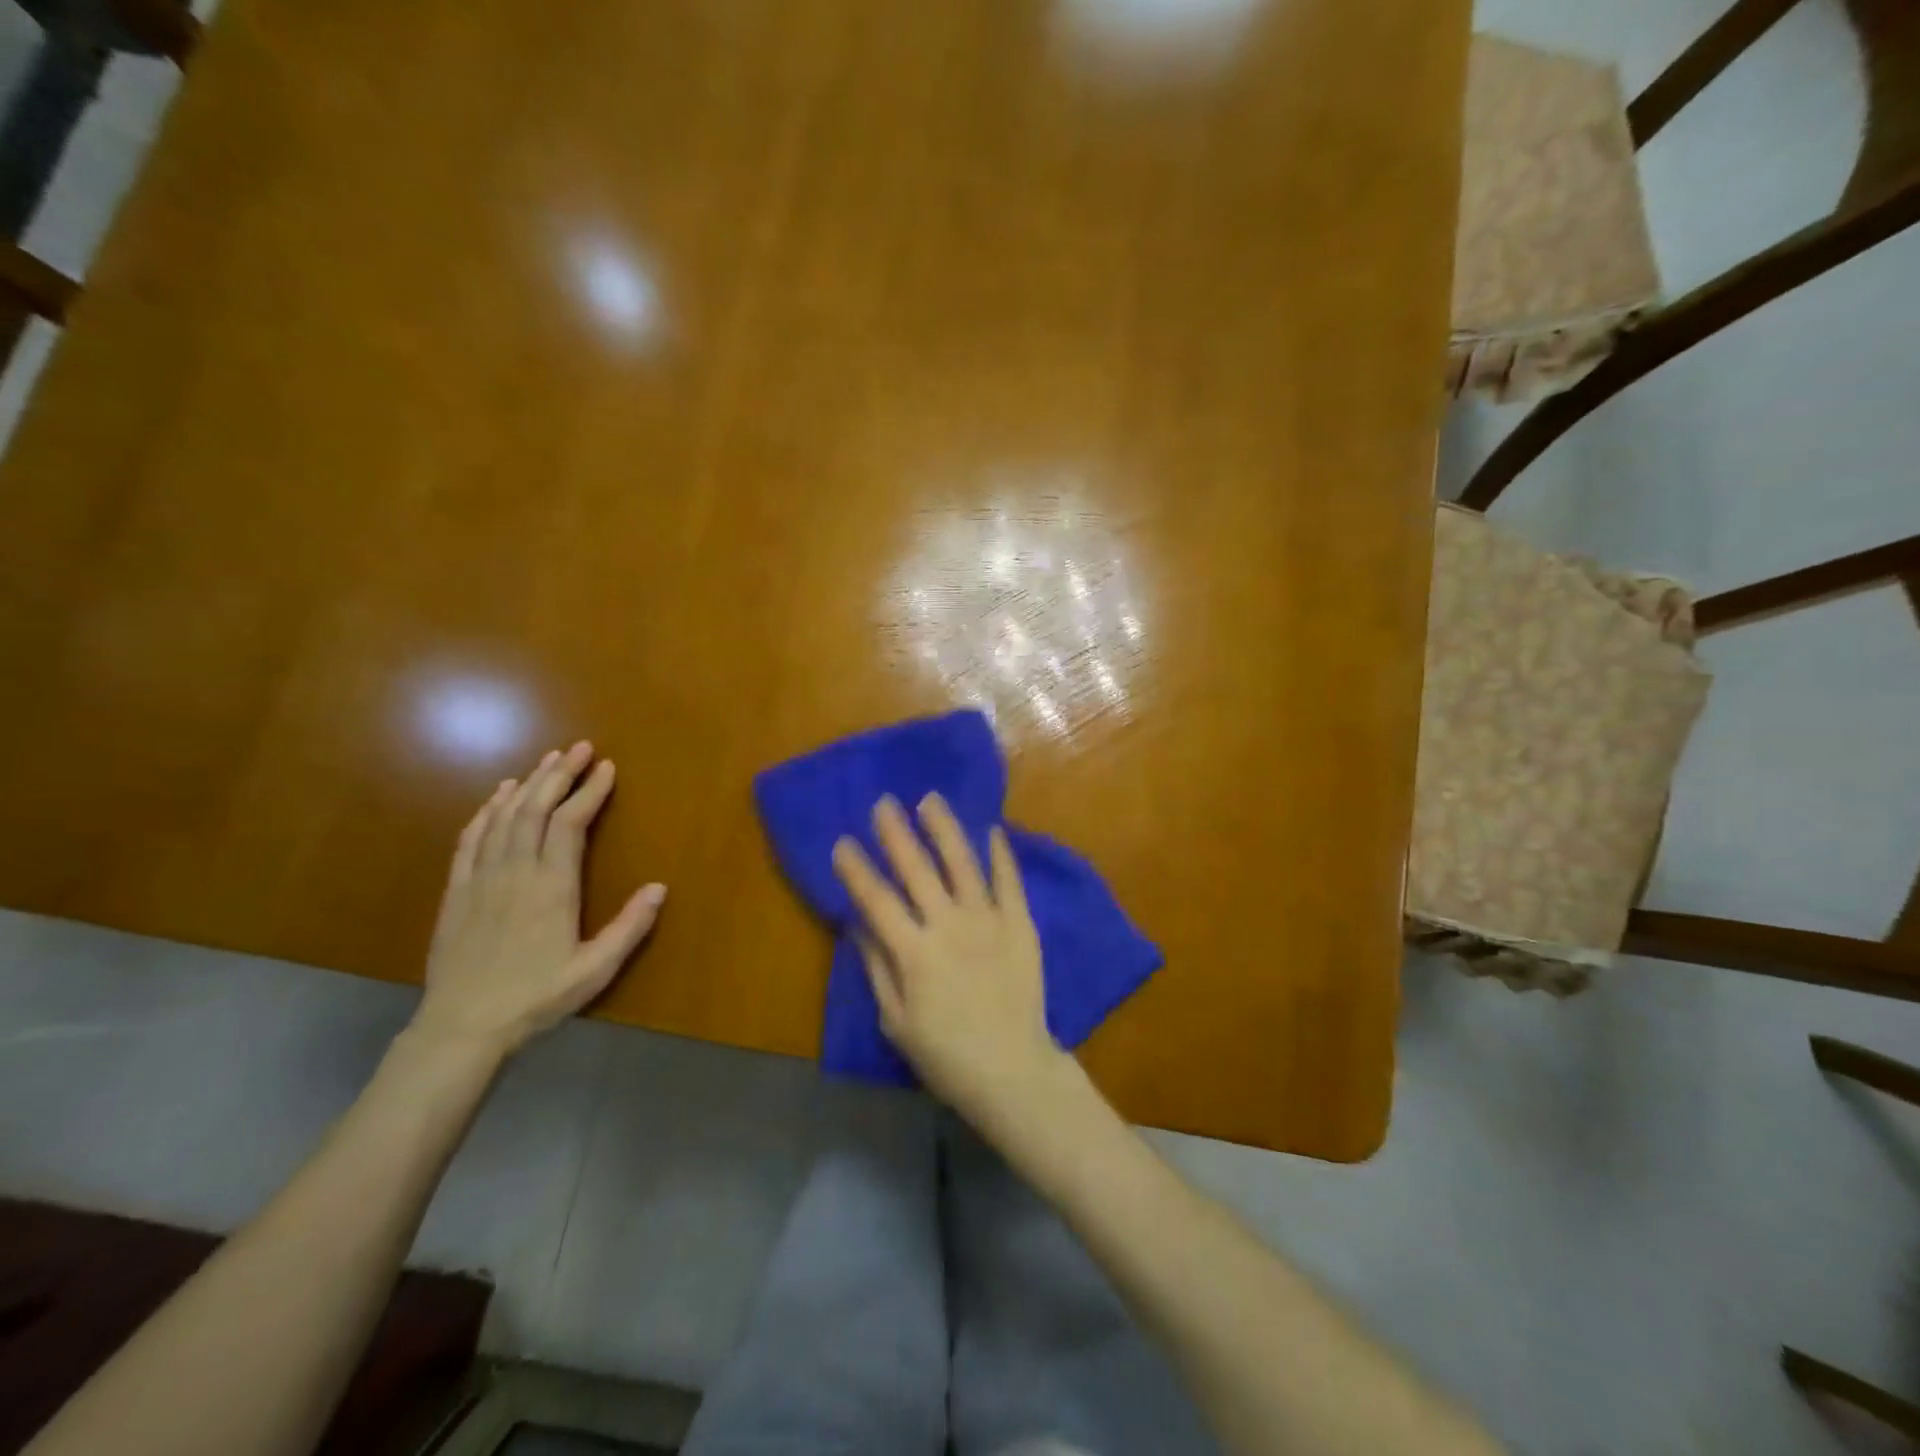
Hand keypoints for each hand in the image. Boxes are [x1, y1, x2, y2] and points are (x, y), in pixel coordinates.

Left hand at [414, 742, 665, 1057]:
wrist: (462, 1027)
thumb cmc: (536, 998)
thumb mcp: (595, 970)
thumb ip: (629, 927)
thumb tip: (660, 887)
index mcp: (552, 887)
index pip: (571, 824)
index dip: (590, 791)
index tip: (607, 767)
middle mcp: (516, 871)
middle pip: (536, 809)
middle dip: (560, 774)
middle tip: (580, 748)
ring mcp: (481, 878)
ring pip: (504, 817)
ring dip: (528, 784)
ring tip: (548, 760)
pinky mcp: (456, 890)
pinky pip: (471, 838)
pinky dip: (486, 810)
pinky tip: (498, 794)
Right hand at [832, 794, 1068, 1127]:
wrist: (1013, 1070)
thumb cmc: (945, 1055)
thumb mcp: (896, 1020)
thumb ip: (877, 967)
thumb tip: (858, 924)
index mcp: (914, 952)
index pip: (877, 900)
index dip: (856, 870)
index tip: (842, 842)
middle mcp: (949, 925)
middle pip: (917, 870)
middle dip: (896, 833)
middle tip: (883, 803)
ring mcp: (989, 921)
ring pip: (962, 864)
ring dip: (944, 829)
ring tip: (930, 800)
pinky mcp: (1020, 924)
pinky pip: (1009, 881)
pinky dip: (1000, 854)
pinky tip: (992, 829)